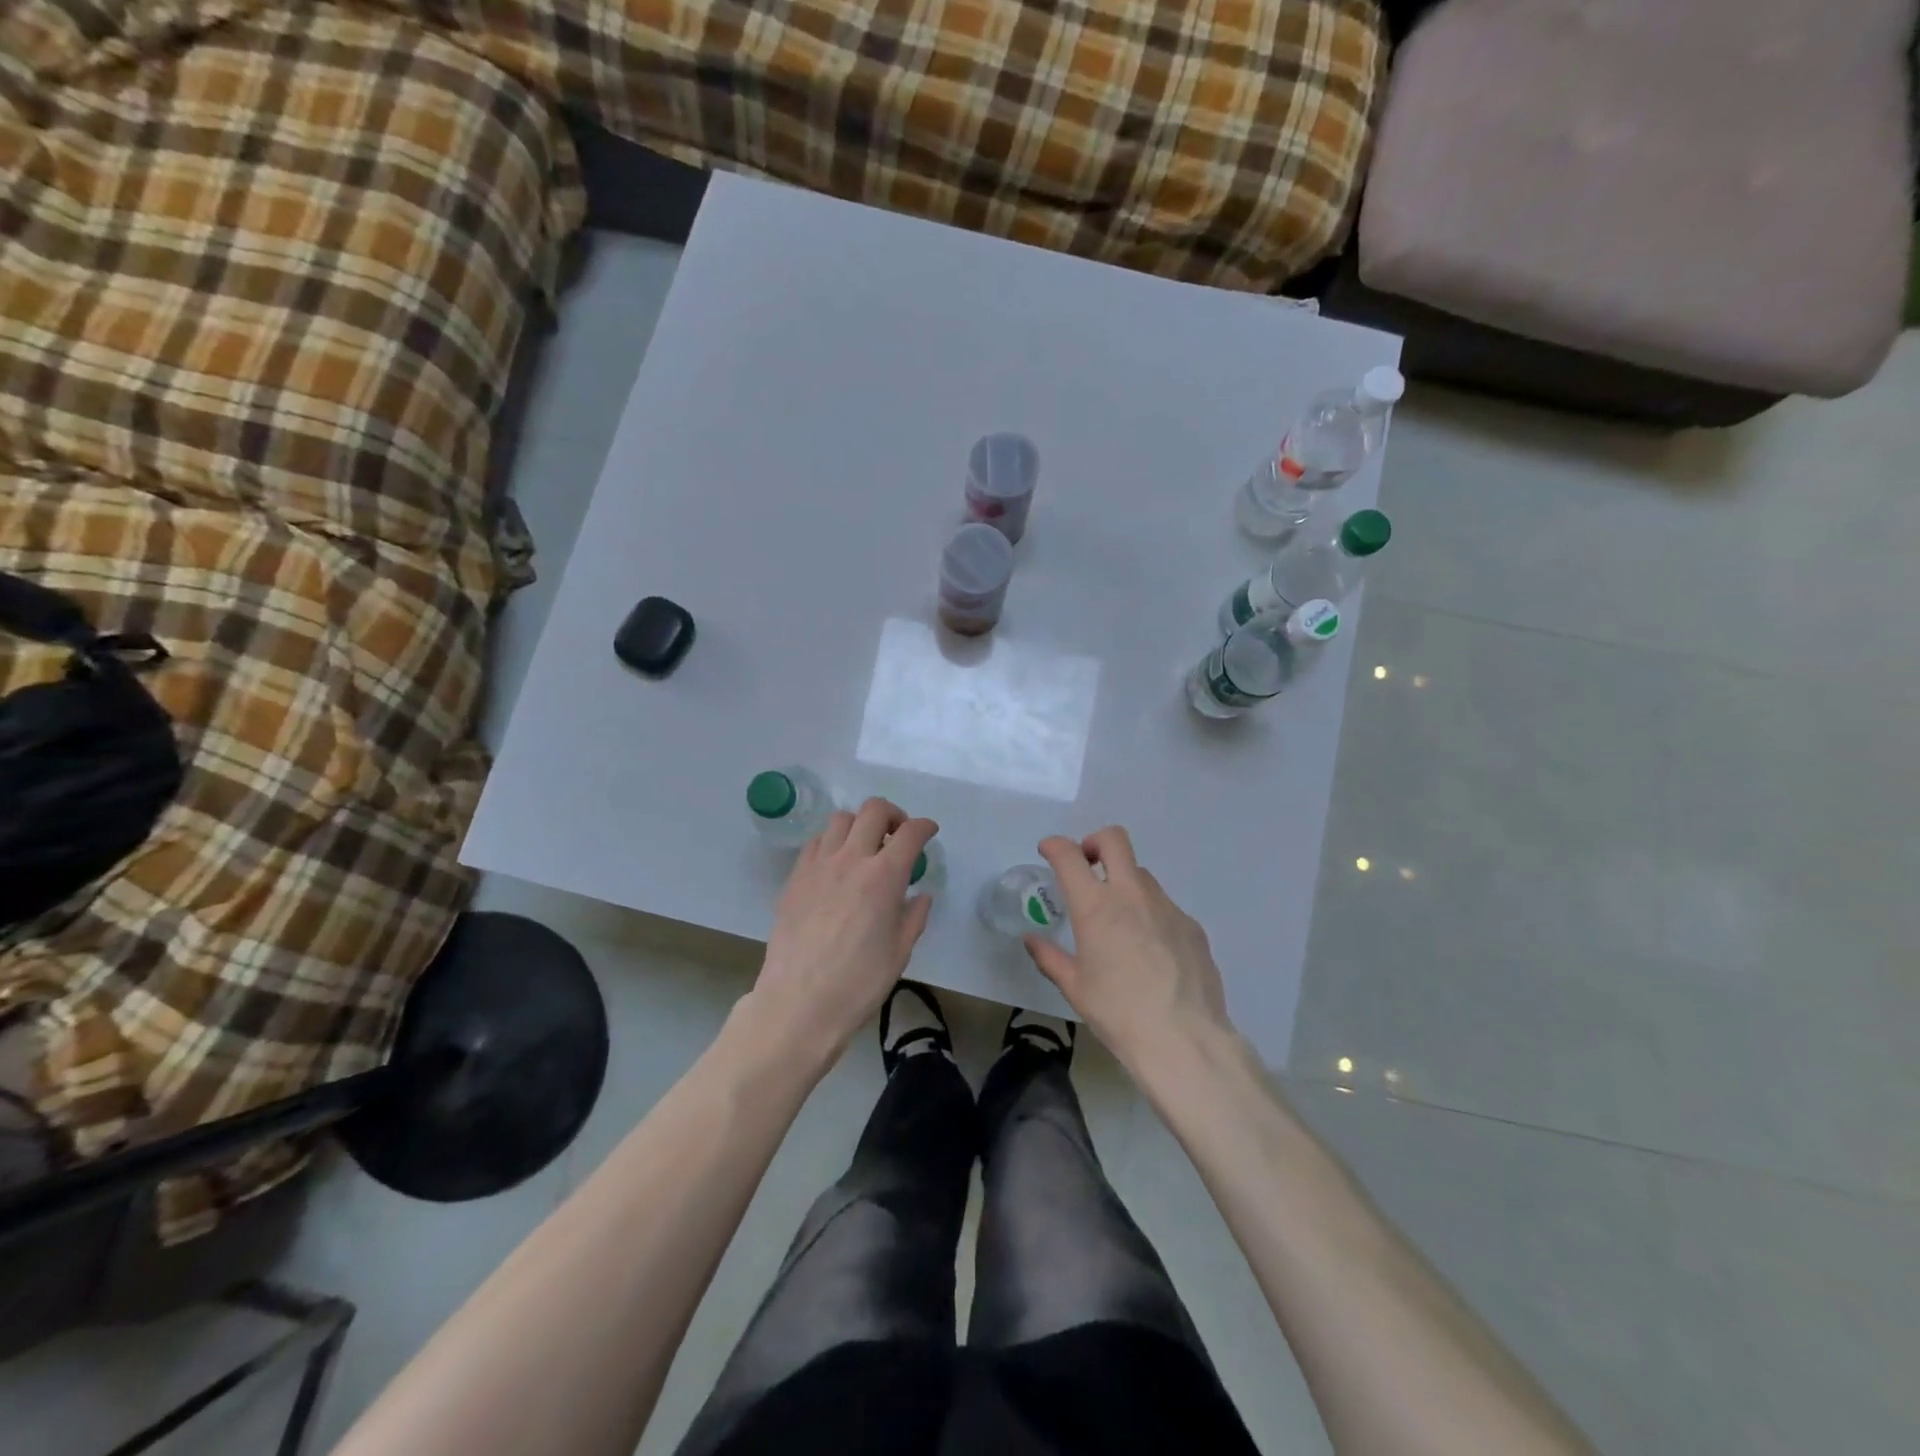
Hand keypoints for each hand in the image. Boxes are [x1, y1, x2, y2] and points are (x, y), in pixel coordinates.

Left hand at [748, 798, 937, 1066]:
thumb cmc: (858, 983)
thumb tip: (919, 895)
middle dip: (893, 815)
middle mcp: (851, 860)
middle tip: (897, 836)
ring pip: (840, 819)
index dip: (925, 826)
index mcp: (884, 877)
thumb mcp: (900, 952)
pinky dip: (832, 843)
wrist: (799, 1003)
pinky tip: (836, 866)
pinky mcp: (794, 878)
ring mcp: (818, 866)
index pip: (910, 833)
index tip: (929, 832)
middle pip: (873, 810)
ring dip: (859, 825)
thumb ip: (914, 916)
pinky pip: (816, 842)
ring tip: (864, 848)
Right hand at [1024, 827, 1235, 1070]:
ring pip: (1141, 874)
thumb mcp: (1074, 987)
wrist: (1184, 1039)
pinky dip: (1149, 915)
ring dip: (1123, 883)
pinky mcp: (1191, 925)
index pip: (1069, 855)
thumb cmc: (1118, 1013)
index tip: (1048, 851)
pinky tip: (1151, 952)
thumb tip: (1032, 940)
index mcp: (1096, 907)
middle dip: (1094, 843)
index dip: (1054, 845)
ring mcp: (1166, 906)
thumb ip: (1049, 957)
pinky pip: (1164, 906)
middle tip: (1087, 866)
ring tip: (1119, 921)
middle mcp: (1131, 894)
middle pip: (1114, 840)